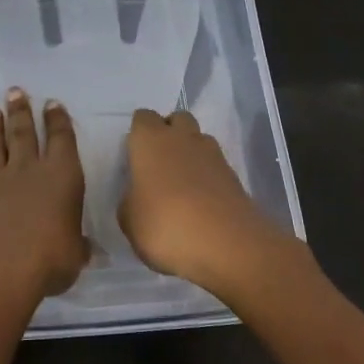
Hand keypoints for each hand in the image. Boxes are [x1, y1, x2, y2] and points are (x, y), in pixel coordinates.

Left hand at [0, 88, 87, 300]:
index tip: (51, 103)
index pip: (61, 140)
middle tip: (14, 91)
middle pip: (24, 133)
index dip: (57, 120)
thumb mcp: (74, 255)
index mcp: (62, 176)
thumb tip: (87, 249)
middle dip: (21, 111)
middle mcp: (28, 170)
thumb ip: (77, 246)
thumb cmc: (48, 259)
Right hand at [118, 108, 297, 298]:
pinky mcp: (234, 176)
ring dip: (190, 153)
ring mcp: (213, 155)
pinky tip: (200, 203)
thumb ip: (130, 200)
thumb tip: (139, 195)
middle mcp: (183, 138)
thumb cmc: (165, 226)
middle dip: (168, 134)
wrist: (227, 246)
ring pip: (199, 140)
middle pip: (176, 119)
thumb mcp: (129, 221)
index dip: (137, 134)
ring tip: (180, 185)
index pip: (143, 118)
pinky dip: (207, 176)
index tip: (133, 157)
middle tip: (157, 165)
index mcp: (151, 140)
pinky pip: (215, 165)